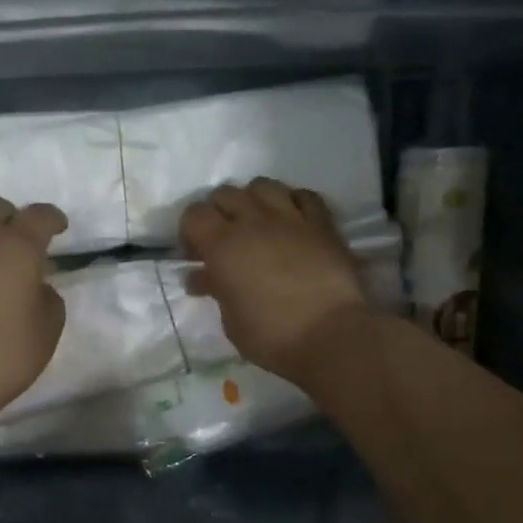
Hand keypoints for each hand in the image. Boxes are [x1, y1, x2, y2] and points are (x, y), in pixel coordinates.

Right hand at [179, 179, 367, 382]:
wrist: (332, 337)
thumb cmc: (271, 336)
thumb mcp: (230, 319)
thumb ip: (215, 289)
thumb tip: (201, 276)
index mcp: (223, 246)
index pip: (194, 214)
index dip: (190, 231)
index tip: (196, 255)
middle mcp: (253, 222)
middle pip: (225, 193)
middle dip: (218, 212)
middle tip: (224, 240)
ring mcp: (290, 218)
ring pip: (262, 185)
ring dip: (253, 200)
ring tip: (257, 223)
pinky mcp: (322, 224)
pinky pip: (303, 195)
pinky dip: (291, 202)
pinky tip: (291, 220)